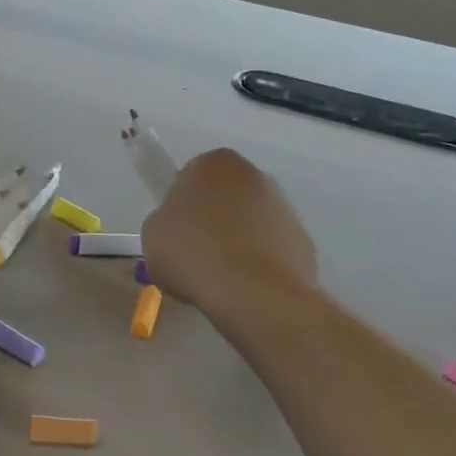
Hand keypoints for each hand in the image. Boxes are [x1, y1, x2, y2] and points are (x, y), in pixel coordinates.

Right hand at [142, 149, 315, 317]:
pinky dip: (258, 264)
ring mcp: (284, 207)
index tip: (173, 233)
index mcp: (214, 163)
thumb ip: (165, 220)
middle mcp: (254, 174)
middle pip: (224, 196)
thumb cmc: (193, 253)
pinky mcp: (303, 241)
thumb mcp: (153, 234)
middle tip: (193, 255)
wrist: (253, 292)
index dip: (179, 206)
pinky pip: (270, 249)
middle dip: (212, 220)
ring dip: (237, 241)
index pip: (190, 176)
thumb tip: (181, 228)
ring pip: (250, 222)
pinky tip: (243, 288)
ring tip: (218, 278)